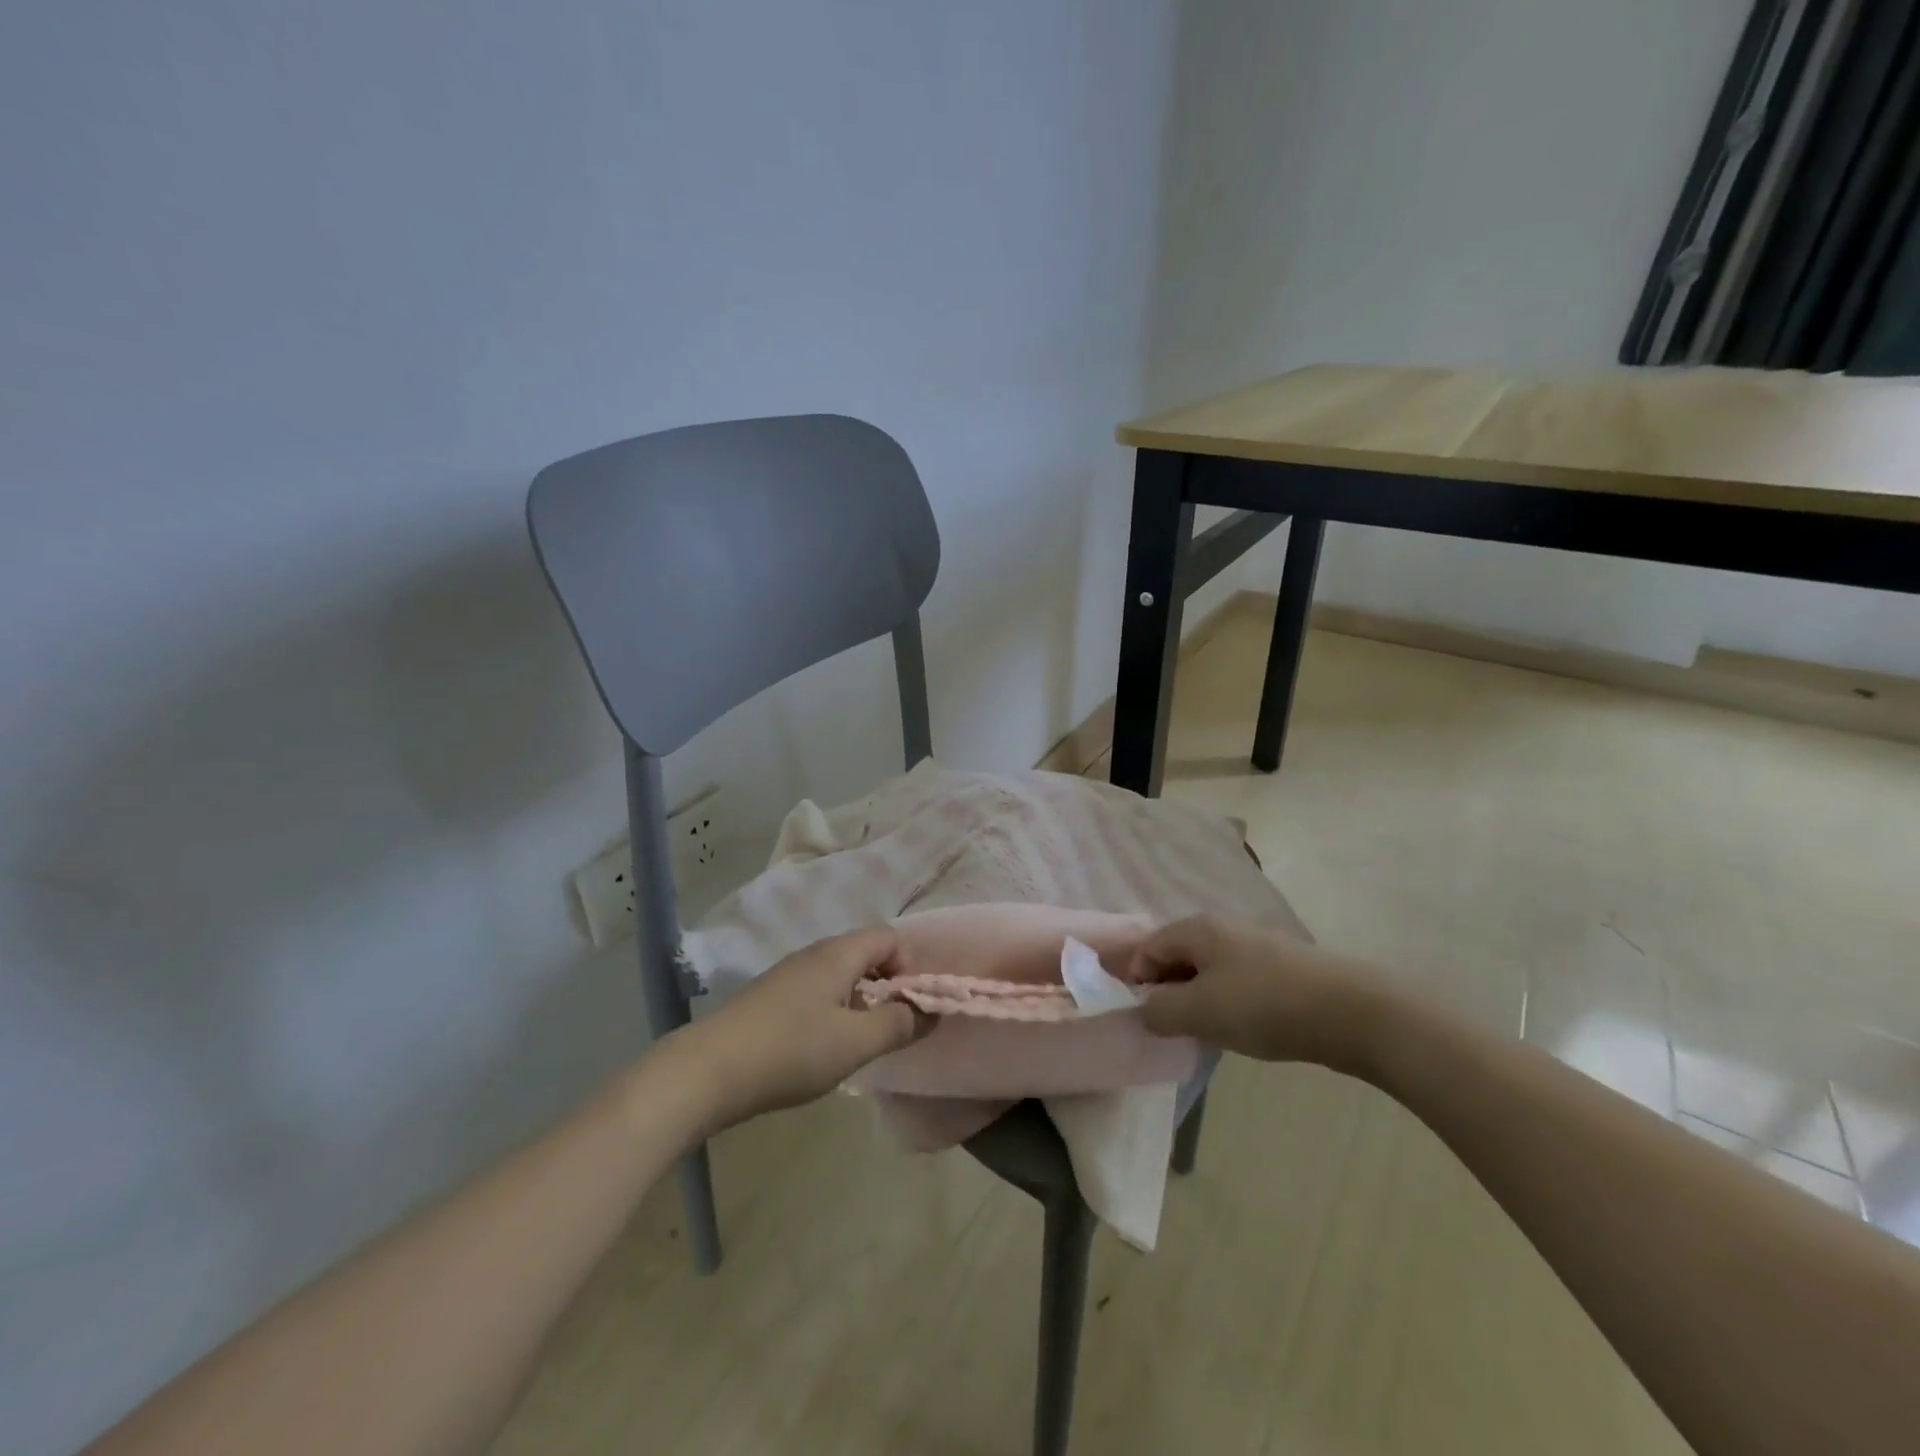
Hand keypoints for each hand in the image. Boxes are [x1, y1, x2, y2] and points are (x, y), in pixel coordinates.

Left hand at [669, 927, 927, 1132]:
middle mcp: (814, 953)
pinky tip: (821, 1048)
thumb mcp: (855, 1043)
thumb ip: (898, 1024)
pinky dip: (832, 1011)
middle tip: (890, 1028)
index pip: (889, 937)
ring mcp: (788, 974)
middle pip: (865, 954)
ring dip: (859, 1002)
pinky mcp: (769, 997)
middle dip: (886, 986)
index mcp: (839, 954)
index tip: (910, 1007)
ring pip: (839, 975)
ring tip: (858, 1043)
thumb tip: (930, 1010)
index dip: (909, 966)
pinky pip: (816, 991)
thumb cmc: (791, 1051)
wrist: (707, 1071)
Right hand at [1129, 915, 1382, 1070]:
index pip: (1147, 949)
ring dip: (1200, 1001)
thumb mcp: (1199, 1012)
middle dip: (1170, 993)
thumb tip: (1144, 1010)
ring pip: (1209, 972)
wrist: (1352, 1012)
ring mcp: (1255, 945)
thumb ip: (1158, 1011)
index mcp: (1196, 929)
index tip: (1151, 1019)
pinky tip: (1246, 1030)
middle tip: (1179, 1029)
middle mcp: (1222, 928)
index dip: (1138, 983)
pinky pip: (1238, 982)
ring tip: (1212, 1034)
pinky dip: (1230, 1004)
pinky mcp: (1281, 968)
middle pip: (1177, 957)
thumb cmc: (1263, 1006)